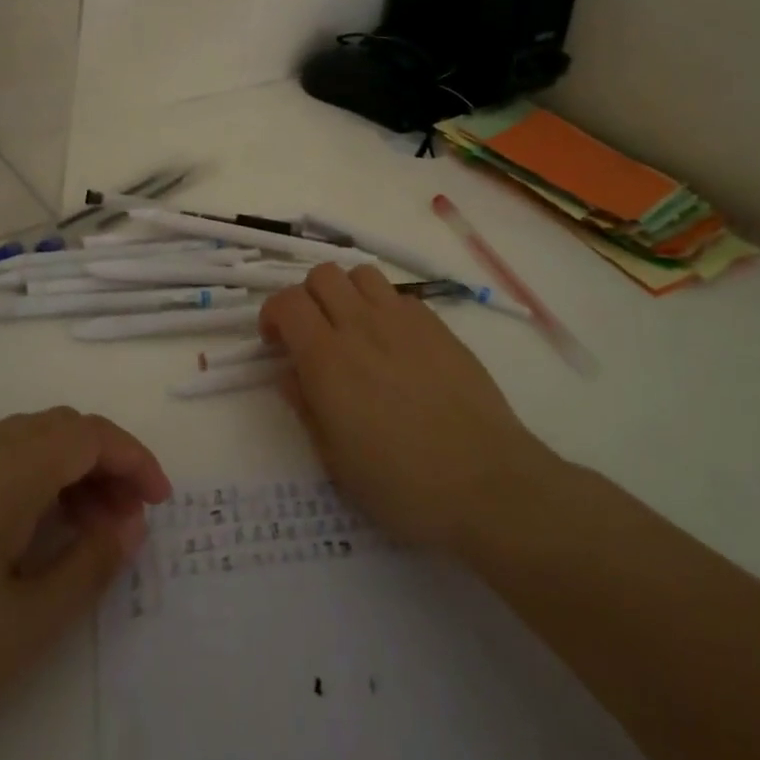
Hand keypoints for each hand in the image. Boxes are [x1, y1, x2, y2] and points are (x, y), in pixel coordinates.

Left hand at [0, 407, 170, 759]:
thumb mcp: (27, 626)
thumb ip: (91, 564)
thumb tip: (131, 523)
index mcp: (0, 471)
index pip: (86, 433)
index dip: (133, 458)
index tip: (161, 503)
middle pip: (56, 429)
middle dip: (104, 462)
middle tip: (128, 521)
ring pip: (22, 443)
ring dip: (66, 471)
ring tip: (87, 530)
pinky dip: (29, 482)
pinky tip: (30, 535)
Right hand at [260, 264, 568, 558]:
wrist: (486, 483)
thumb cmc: (402, 484)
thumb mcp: (335, 461)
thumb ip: (306, 407)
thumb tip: (290, 373)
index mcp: (327, 359)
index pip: (287, 302)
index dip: (273, 315)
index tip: (276, 343)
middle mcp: (362, 326)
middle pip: (322, 275)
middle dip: (307, 297)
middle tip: (312, 334)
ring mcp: (404, 321)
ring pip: (362, 274)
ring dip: (347, 294)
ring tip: (352, 329)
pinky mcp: (438, 327)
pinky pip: (399, 296)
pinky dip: (384, 308)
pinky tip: (394, 345)